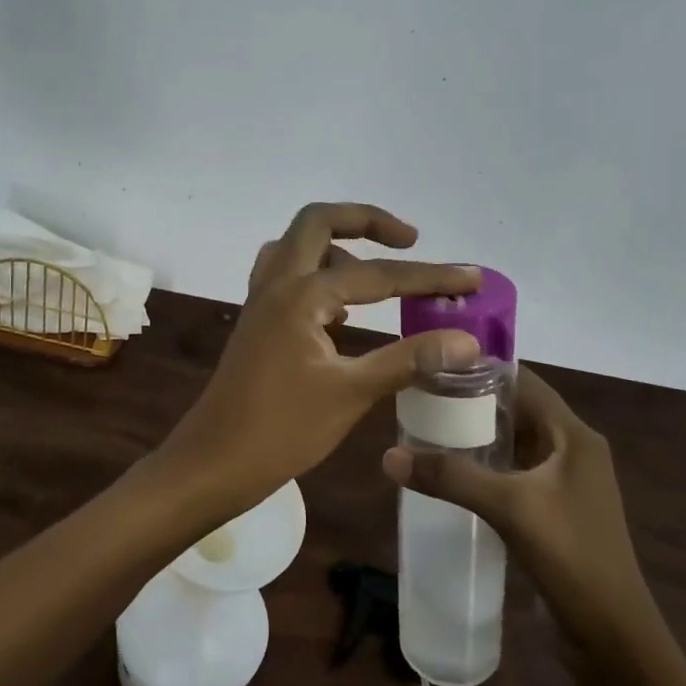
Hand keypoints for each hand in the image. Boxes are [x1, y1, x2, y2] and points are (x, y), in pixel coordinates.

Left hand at [161, 203, 481, 516]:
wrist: (212, 463)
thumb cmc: (280, 431)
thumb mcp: (350, 394)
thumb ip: (408, 361)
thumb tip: (467, 341)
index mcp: (300, 295)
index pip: (377, 275)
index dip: (429, 276)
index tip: (472, 278)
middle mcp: (276, 285)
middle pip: (317, 222)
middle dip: (365, 222)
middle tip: (408, 240)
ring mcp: (260, 302)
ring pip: (297, 248)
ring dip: (337, 248)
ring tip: (376, 280)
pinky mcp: (257, 323)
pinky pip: (287, 278)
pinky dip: (318, 277)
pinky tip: (343, 313)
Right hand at [383, 366, 650, 634]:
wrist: (613, 637)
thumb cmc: (571, 556)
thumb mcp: (509, 508)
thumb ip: (450, 477)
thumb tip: (388, 455)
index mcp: (574, 436)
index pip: (525, 382)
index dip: (482, 370)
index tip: (435, 367)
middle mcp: (573, 451)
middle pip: (517, 410)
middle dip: (472, 404)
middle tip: (422, 400)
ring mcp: (566, 483)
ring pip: (515, 444)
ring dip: (478, 437)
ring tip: (428, 432)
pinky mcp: (555, 510)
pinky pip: (515, 474)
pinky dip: (486, 468)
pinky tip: (452, 476)